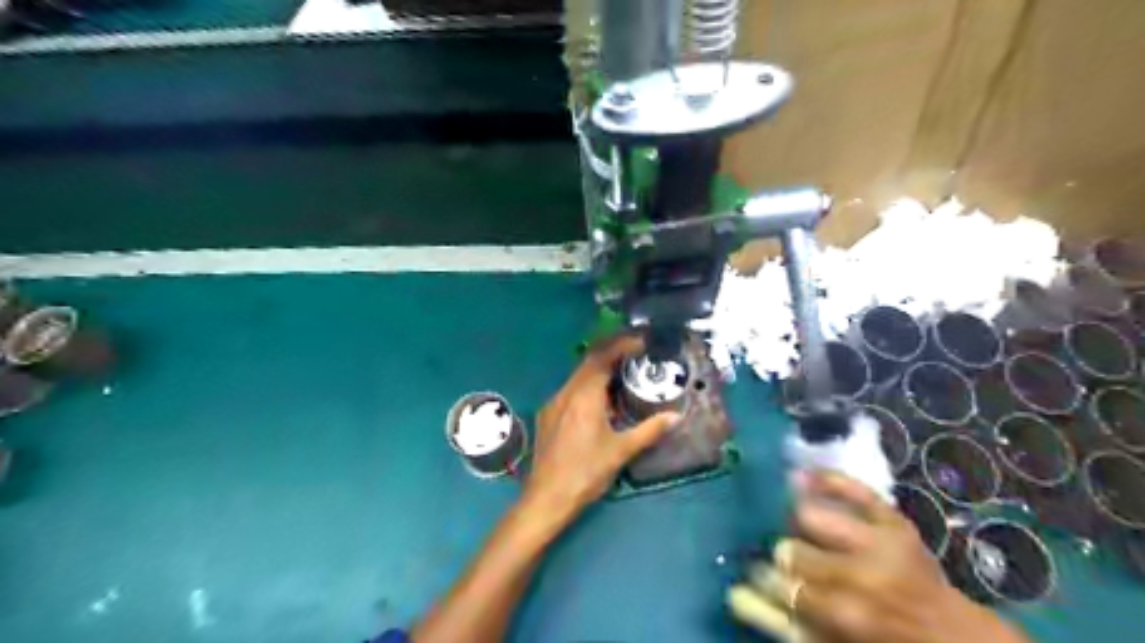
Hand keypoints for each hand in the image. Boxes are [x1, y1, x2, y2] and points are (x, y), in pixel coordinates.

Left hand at [526, 333, 676, 524]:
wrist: (547, 497)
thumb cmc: (586, 472)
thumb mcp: (621, 451)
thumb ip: (649, 430)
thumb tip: (675, 416)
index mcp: (584, 396)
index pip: (602, 357)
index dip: (622, 345)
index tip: (641, 342)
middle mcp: (566, 392)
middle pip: (588, 362)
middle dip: (611, 354)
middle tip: (635, 356)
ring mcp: (553, 403)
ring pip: (578, 376)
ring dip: (599, 372)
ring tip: (621, 379)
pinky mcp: (547, 415)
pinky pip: (569, 390)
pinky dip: (587, 387)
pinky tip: (599, 404)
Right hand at [729, 466, 1033, 642]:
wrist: (951, 636)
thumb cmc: (884, 642)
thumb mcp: (835, 641)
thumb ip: (789, 622)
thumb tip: (736, 595)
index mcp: (849, 612)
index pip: (786, 587)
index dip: (765, 581)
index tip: (753, 576)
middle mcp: (863, 573)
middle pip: (793, 551)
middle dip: (782, 556)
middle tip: (780, 558)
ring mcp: (880, 540)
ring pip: (811, 516)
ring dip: (796, 523)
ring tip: (792, 527)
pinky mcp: (892, 519)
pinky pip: (852, 488)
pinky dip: (825, 480)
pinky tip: (797, 477)